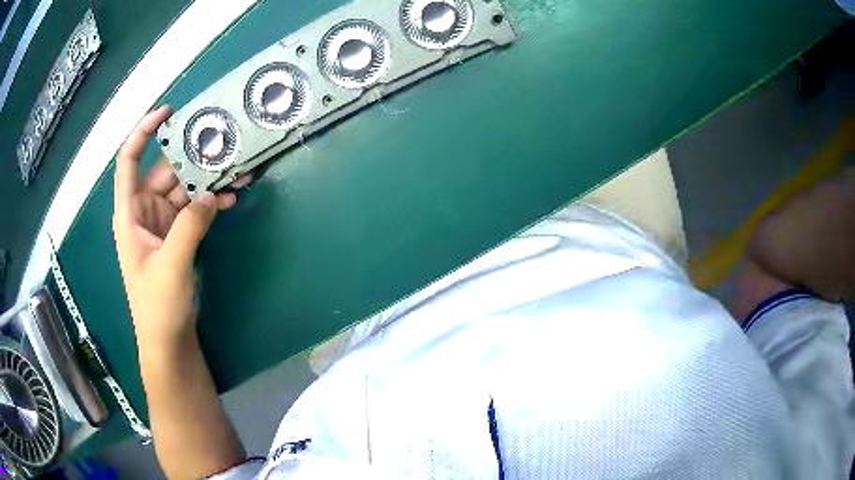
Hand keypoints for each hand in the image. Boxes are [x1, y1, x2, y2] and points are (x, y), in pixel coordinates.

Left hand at [113, 106, 249, 350]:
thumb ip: (189, 226)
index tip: (167, 112)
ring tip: (237, 168)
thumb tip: (211, 193)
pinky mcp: (178, 235)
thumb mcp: (171, 265)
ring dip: (208, 179)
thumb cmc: (157, 305)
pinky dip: (211, 201)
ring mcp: (163, 223)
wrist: (169, 339)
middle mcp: (144, 211)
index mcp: (130, 213)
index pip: (129, 161)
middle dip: (192, 156)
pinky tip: (231, 197)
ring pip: (184, 188)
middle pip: (166, 170)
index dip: (143, 132)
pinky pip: (195, 208)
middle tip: (223, 142)